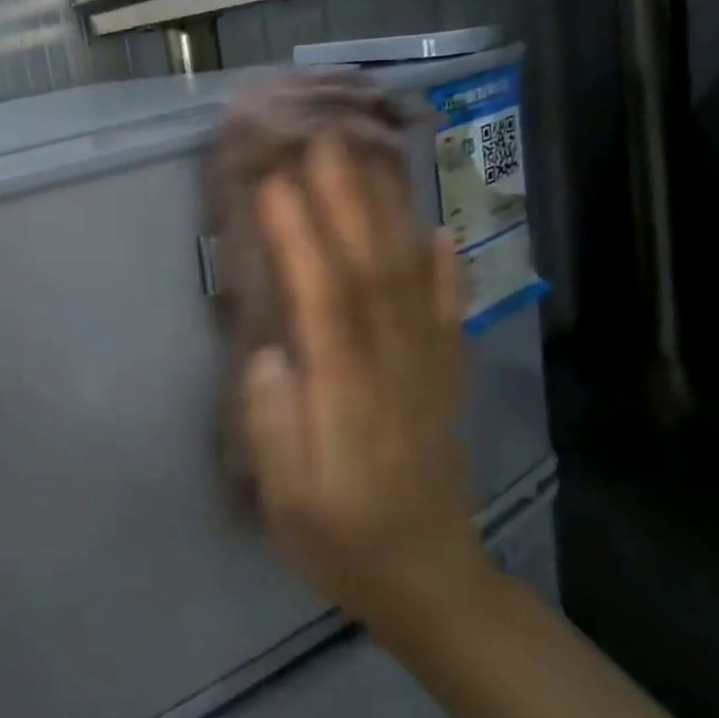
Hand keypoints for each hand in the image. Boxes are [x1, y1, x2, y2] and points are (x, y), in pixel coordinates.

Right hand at [242, 135, 490, 650]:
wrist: (431, 580)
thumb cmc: (338, 537)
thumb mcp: (284, 495)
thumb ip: (272, 419)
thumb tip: (269, 350)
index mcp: (346, 394)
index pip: (322, 297)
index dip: (299, 237)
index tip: (272, 181)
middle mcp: (393, 366)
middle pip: (370, 267)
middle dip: (345, 197)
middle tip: (321, 137)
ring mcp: (428, 367)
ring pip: (409, 275)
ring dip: (388, 211)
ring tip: (368, 156)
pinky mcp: (445, 375)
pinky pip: (448, 309)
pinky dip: (445, 264)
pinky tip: (438, 227)